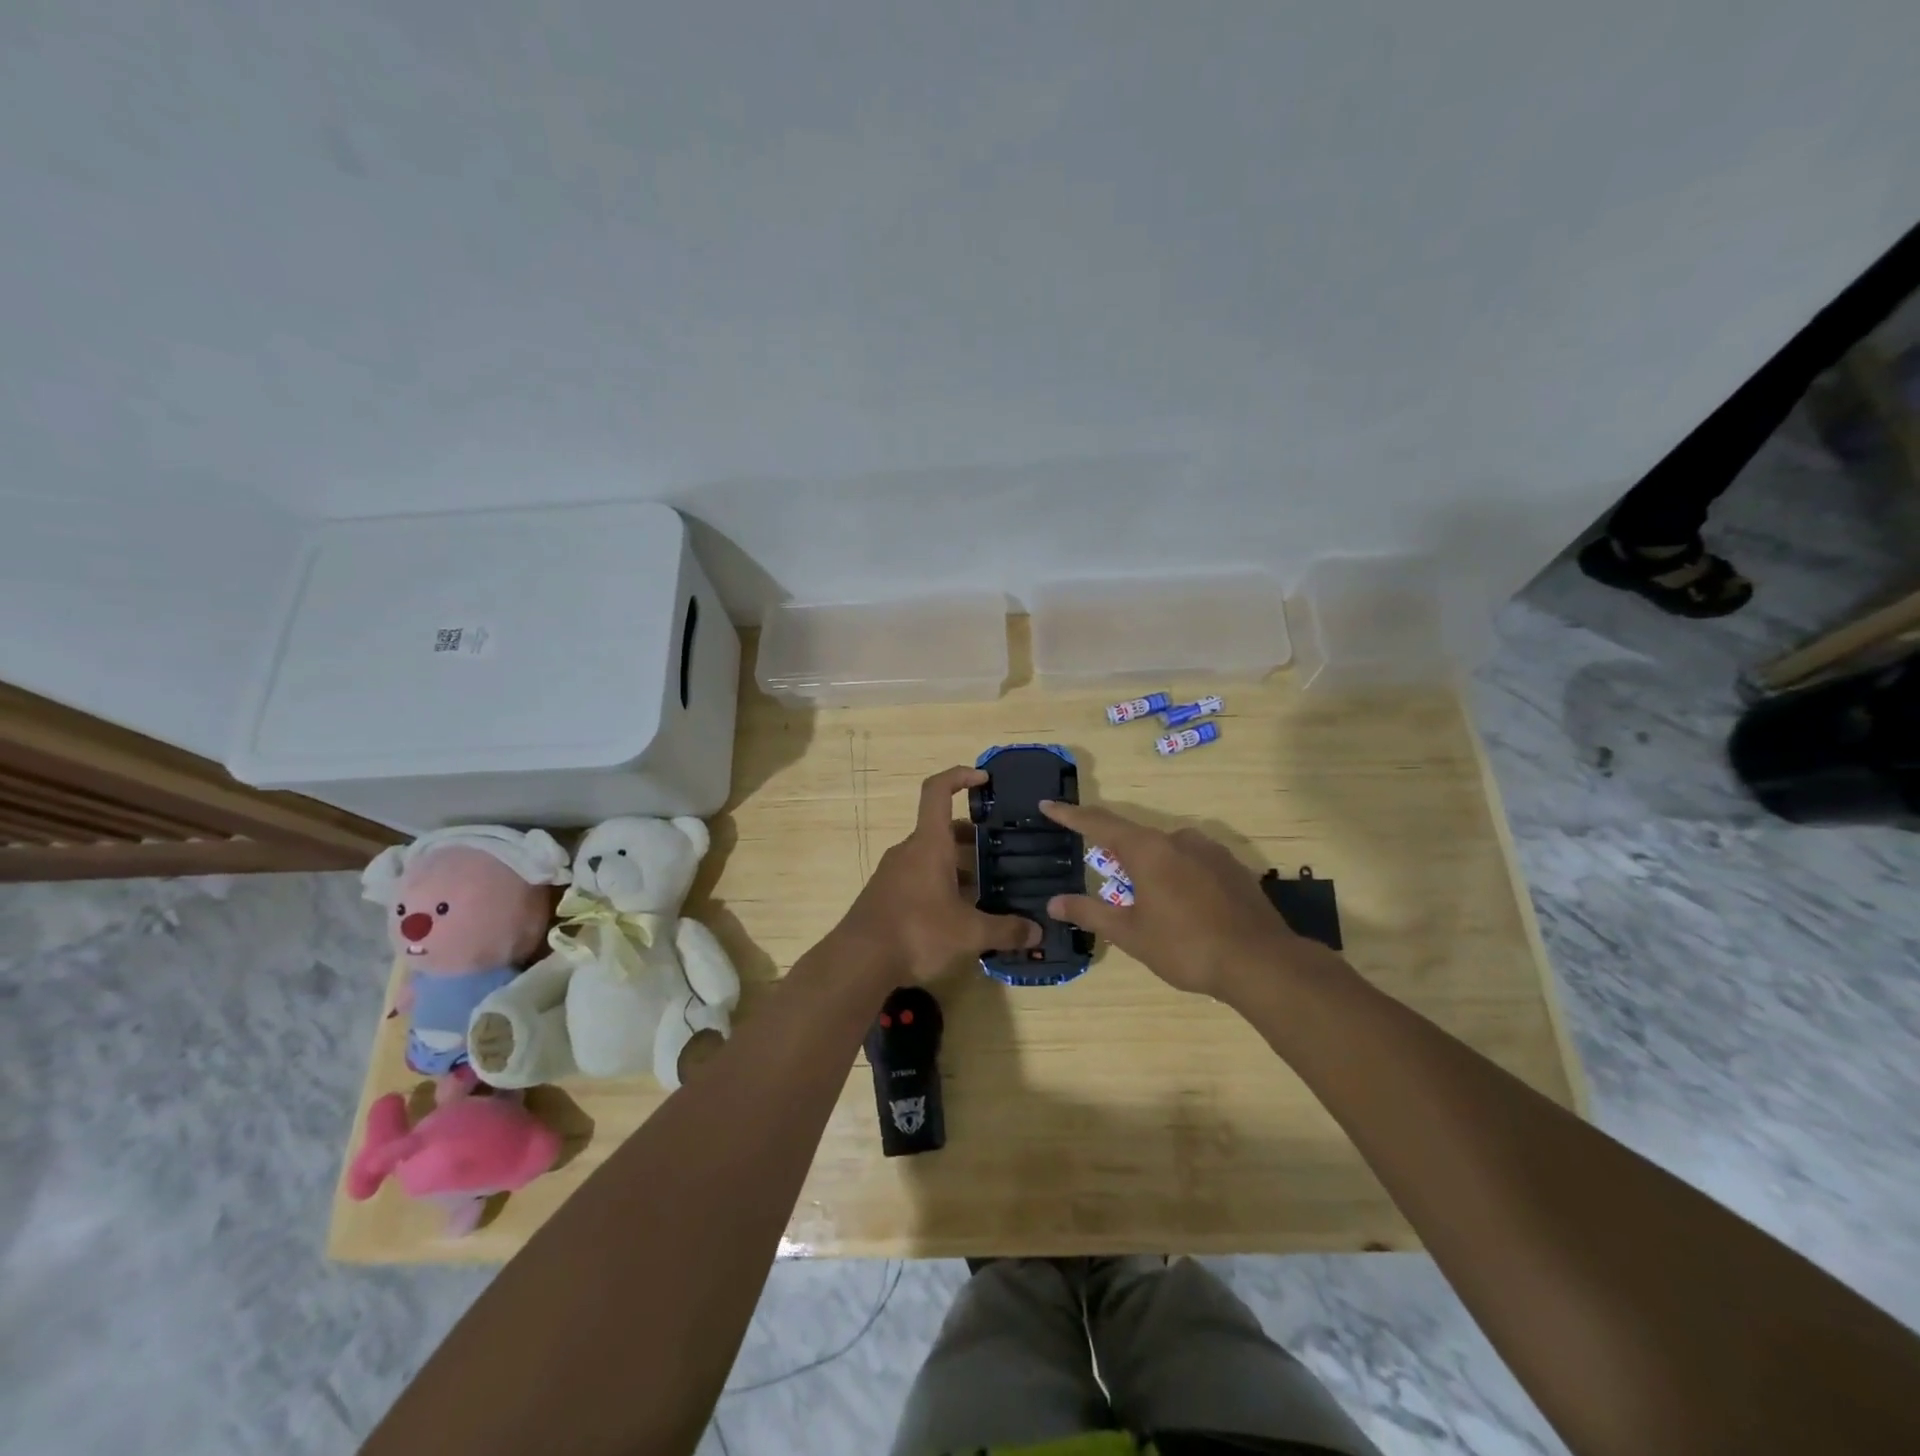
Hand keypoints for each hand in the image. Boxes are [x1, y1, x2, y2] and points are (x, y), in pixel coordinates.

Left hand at [835, 766, 1040, 984]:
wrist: (858, 961)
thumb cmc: (917, 932)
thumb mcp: (969, 933)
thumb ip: (1005, 930)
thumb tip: (1037, 932)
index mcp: (929, 844)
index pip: (938, 791)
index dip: (960, 776)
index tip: (984, 779)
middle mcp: (909, 851)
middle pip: (941, 829)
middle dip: (971, 838)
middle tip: (1000, 853)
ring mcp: (893, 873)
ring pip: (930, 857)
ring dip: (957, 866)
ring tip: (986, 890)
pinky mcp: (885, 896)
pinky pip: (918, 878)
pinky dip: (940, 885)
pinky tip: (958, 916)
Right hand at [1040, 800, 1305, 1000]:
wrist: (1261, 962)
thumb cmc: (1185, 946)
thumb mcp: (1131, 934)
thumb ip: (1090, 913)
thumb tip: (1053, 902)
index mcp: (1147, 850)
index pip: (1099, 824)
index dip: (1071, 815)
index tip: (1048, 805)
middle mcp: (1178, 839)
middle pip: (1134, 837)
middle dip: (1114, 851)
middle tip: (1100, 869)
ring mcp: (1210, 851)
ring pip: (1166, 850)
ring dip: (1148, 866)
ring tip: (1145, 897)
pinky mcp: (1233, 867)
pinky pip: (1192, 862)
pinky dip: (1176, 875)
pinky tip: (1182, 904)